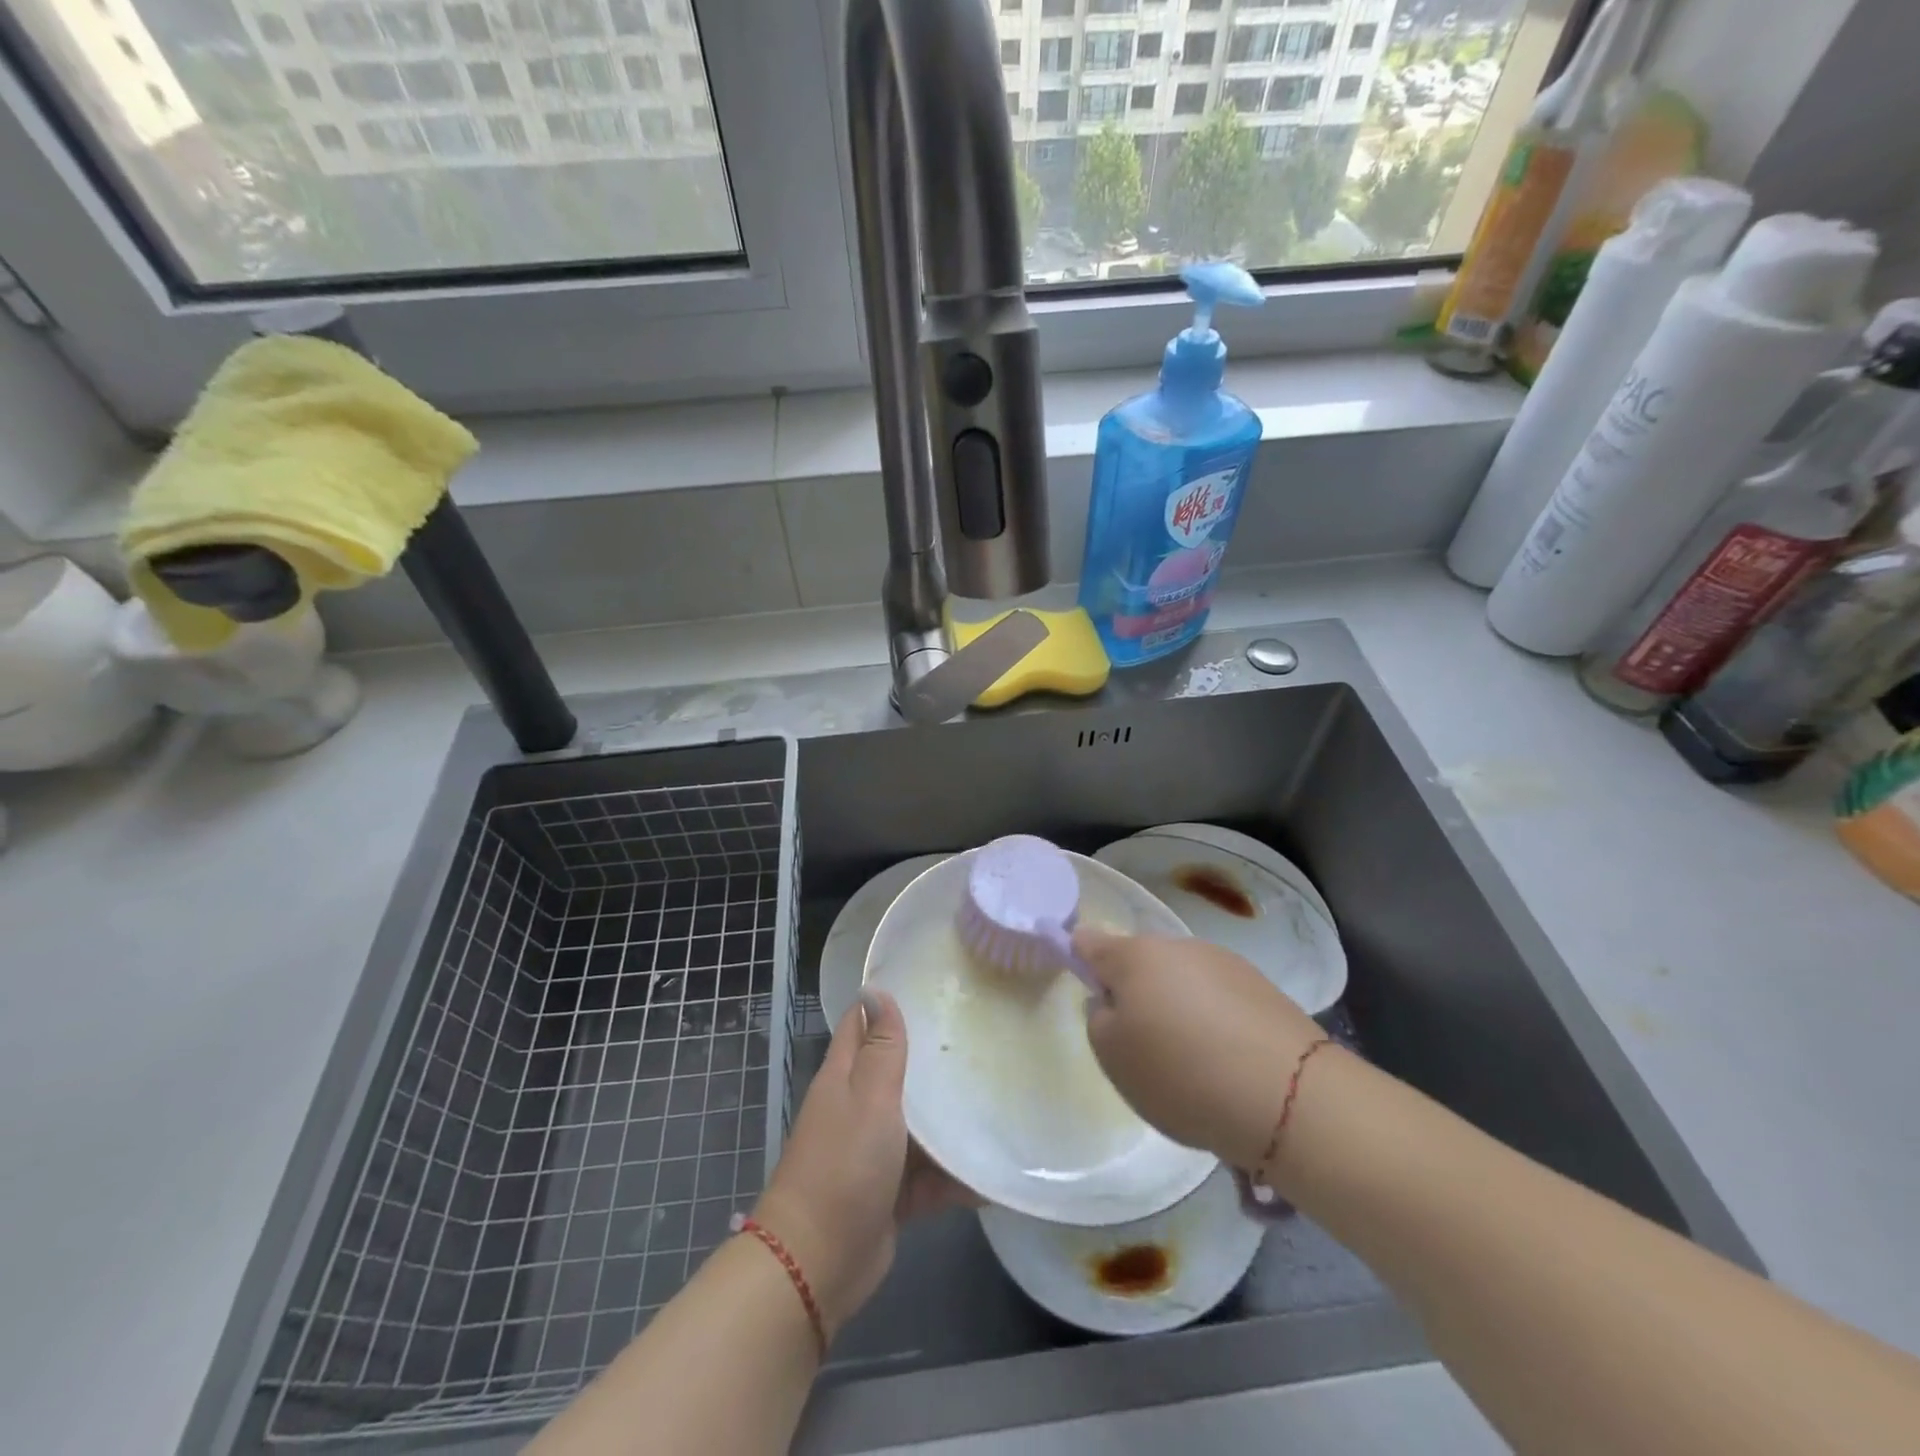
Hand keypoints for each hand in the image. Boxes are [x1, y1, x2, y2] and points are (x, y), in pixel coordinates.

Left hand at [751, 990, 972, 1338]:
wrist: (818, 1263)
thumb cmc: (844, 1165)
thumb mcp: (868, 1096)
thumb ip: (880, 1047)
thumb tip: (875, 989)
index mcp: (845, 1077)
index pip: (863, 1024)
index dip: (889, 1003)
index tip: (932, 986)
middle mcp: (858, 1107)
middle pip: (897, 1072)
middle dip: (933, 1059)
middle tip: (981, 1037)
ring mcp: (875, 1151)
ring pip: (919, 1124)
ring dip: (950, 1118)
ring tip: (1000, 1097)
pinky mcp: (893, 1192)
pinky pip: (931, 1175)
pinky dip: (956, 1175)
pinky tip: (995, 1171)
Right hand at [1077, 926, 1325, 1171]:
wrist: (1288, 1095)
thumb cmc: (1181, 1073)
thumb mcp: (1113, 1057)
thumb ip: (1099, 1019)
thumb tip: (1112, 1001)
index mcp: (1134, 956)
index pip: (1090, 941)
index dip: (1078, 956)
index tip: (1082, 981)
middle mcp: (1178, 946)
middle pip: (1141, 963)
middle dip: (1135, 992)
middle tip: (1140, 1044)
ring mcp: (1224, 963)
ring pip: (1182, 980)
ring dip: (1177, 1007)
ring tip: (1191, 1063)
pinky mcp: (1262, 988)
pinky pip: (1219, 999)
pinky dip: (1214, 1022)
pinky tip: (1226, 1063)